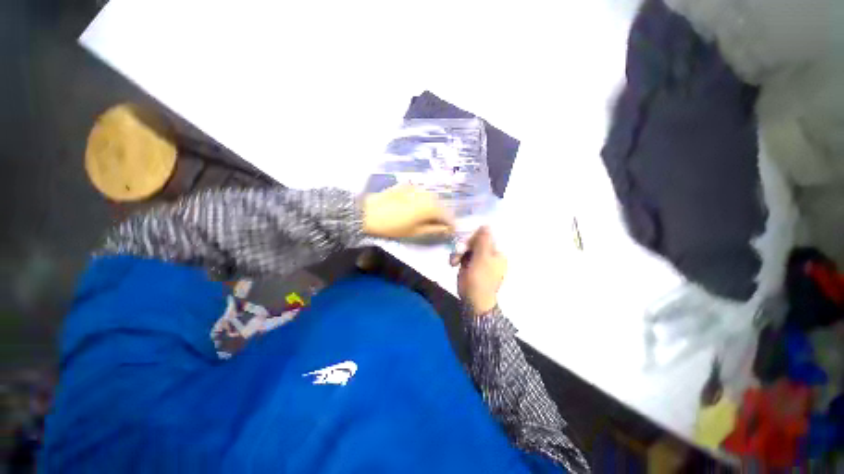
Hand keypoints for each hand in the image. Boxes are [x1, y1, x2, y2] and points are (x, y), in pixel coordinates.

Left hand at [362, 185, 454, 238]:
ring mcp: (417, 188)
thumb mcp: (415, 232)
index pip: (449, 216)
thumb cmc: (393, 226)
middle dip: (443, 216)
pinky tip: (418, 208)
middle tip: (440, 226)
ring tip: (429, 218)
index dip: (451, 225)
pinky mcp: (408, 186)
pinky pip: (422, 194)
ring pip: (432, 199)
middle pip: (442, 206)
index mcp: (432, 207)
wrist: (369, 213)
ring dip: (434, 209)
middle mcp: (428, 195)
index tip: (451, 232)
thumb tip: (447, 230)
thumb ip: (434, 230)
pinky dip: (424, 202)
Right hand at [451, 226, 506, 315]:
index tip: (466, 242)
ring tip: (453, 261)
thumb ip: (483, 241)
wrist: (473, 300)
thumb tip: (487, 224)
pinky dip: (457, 258)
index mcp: (497, 253)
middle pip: (475, 242)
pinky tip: (452, 263)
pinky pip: (462, 256)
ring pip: (467, 248)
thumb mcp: (482, 258)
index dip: (474, 237)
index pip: (485, 237)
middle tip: (458, 252)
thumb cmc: (480, 279)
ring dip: (458, 252)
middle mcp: (489, 255)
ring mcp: (478, 260)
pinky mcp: (469, 265)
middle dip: (464, 246)